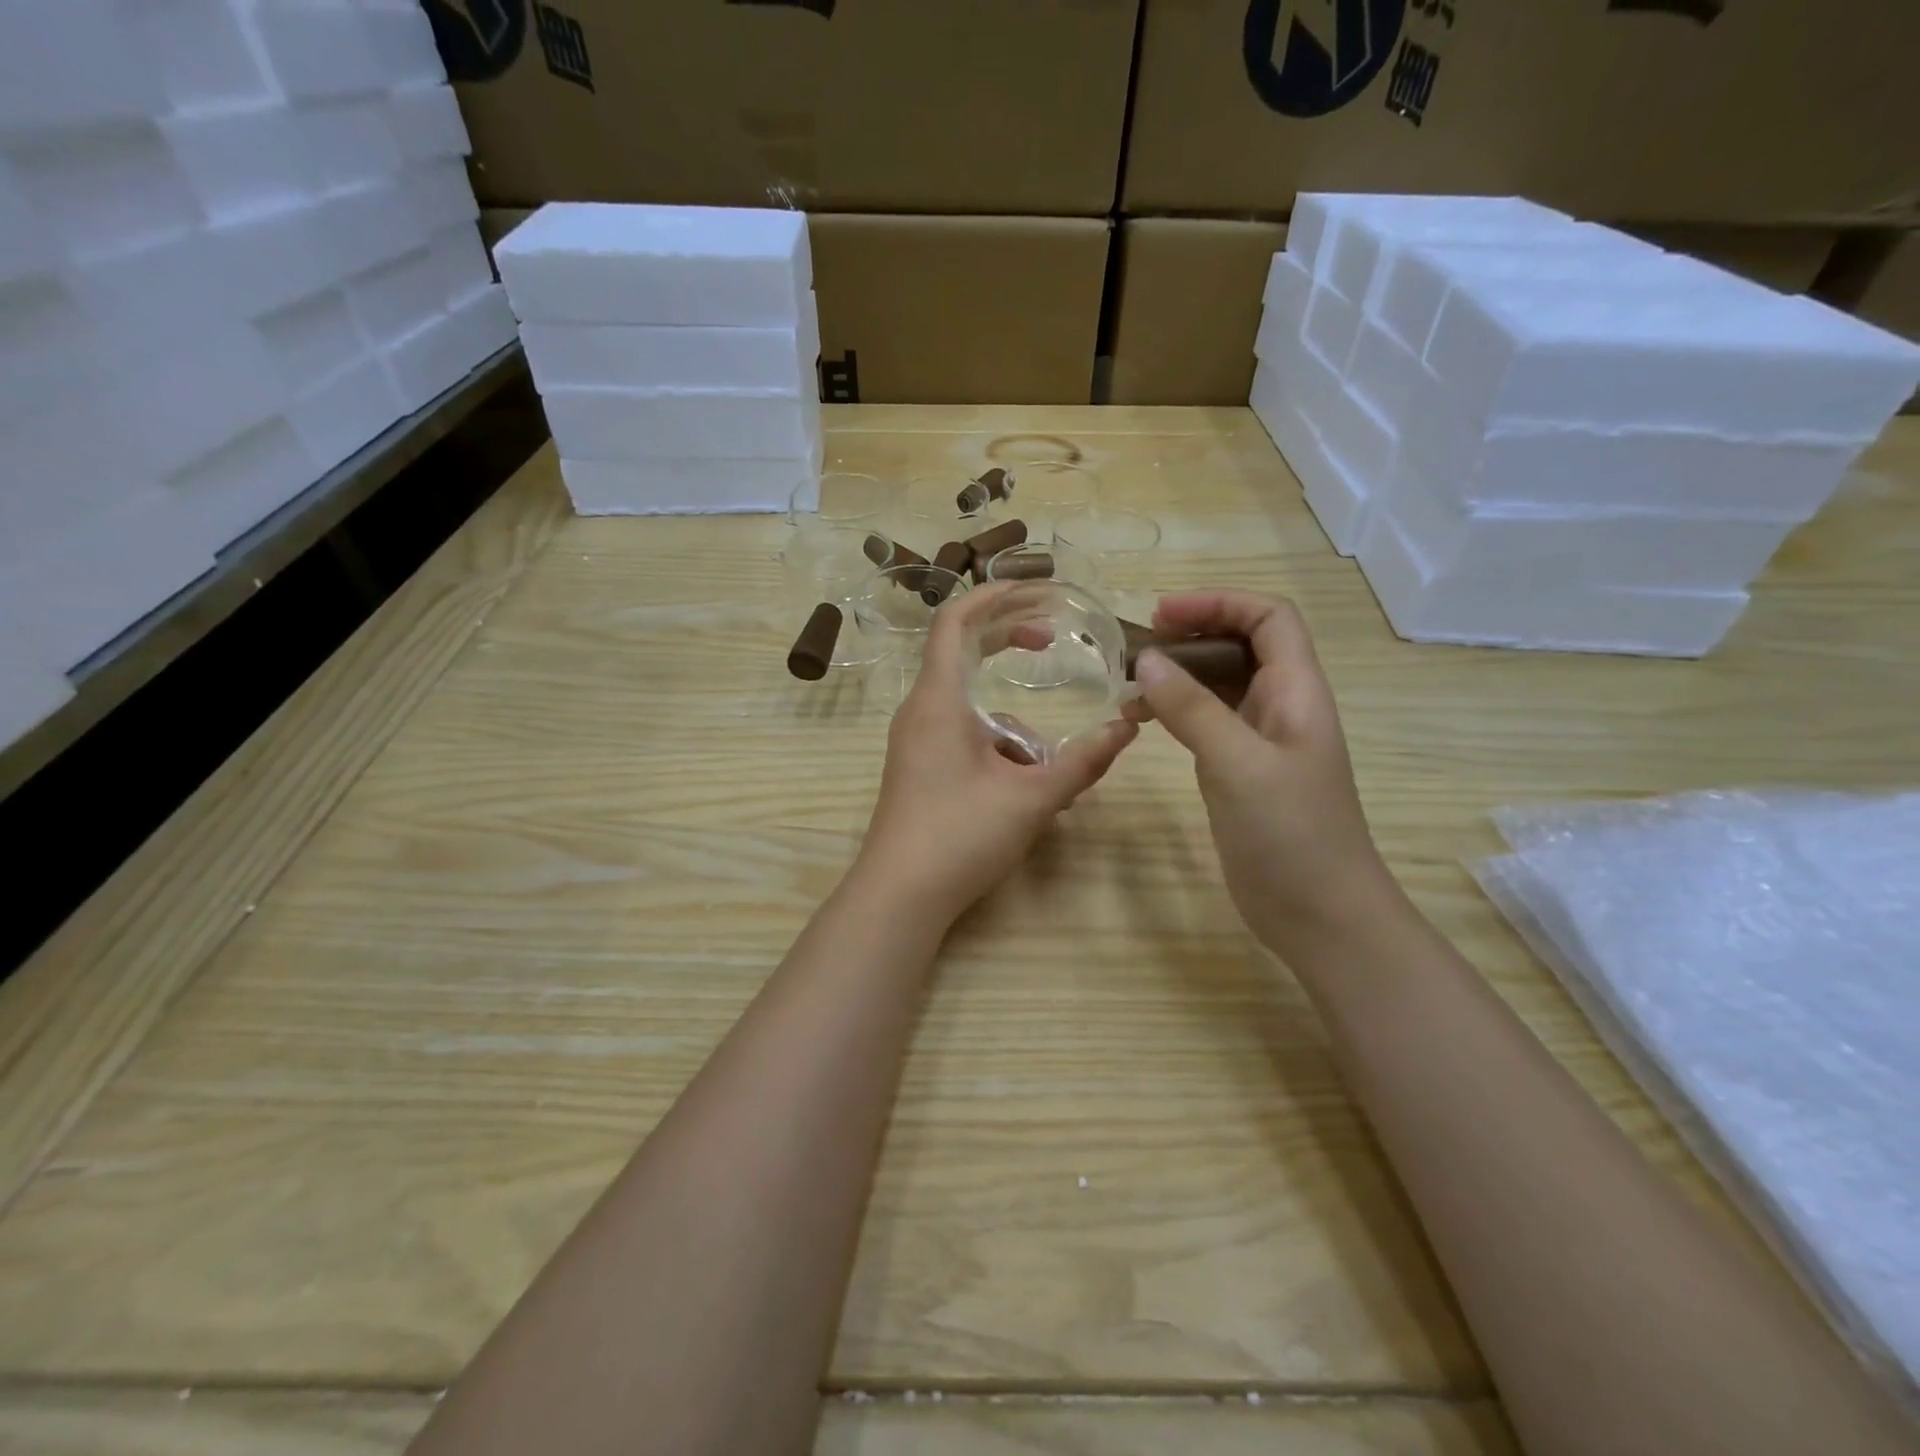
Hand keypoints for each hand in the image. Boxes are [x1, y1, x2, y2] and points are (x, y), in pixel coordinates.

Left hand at [856, 583, 1137, 924]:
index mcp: (939, 699)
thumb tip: (1128, 727)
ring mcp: (916, 740)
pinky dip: (998, 747)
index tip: (1035, 590)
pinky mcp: (919, 767)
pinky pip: (963, 736)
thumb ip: (1083, 760)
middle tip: (1050, 640)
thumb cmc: (960, 836)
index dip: (993, 596)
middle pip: (961, 651)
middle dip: (1006, 640)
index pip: (955, 620)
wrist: (899, 896)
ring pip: (970, 706)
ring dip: (1013, 722)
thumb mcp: (1032, 797)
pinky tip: (1027, 789)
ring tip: (1048, 769)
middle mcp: (921, 710)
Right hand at [1125, 591, 1398, 955]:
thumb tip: (1147, 659)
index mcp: (1297, 692)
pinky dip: (1174, 712)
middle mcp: (1281, 706)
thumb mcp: (1238, 764)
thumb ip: (1192, 709)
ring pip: (1218, 684)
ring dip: (1177, 675)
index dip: (1219, 603)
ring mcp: (1260, 740)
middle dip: (1191, 634)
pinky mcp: (1239, 770)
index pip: (1268, 618)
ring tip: (1128, 686)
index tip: (1162, 615)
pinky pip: (1206, 722)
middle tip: (1135, 649)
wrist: (1319, 914)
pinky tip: (1142, 721)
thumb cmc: (1291, 834)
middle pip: (1241, 644)